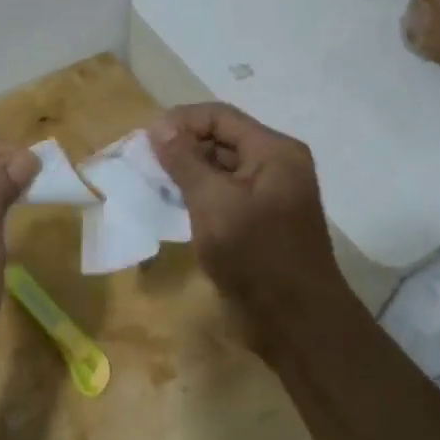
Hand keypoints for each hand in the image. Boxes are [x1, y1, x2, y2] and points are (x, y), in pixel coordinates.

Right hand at [150, 103, 347, 354]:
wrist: (296, 323)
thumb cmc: (255, 255)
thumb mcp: (213, 202)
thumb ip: (185, 161)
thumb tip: (160, 127)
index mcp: (274, 151)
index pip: (220, 116)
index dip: (181, 121)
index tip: (145, 139)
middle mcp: (276, 165)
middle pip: (222, 139)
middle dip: (182, 146)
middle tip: (143, 161)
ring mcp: (270, 195)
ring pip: (221, 168)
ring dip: (187, 172)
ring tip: (151, 182)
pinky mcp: (260, 221)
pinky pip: (225, 194)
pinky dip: (199, 195)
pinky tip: (172, 205)